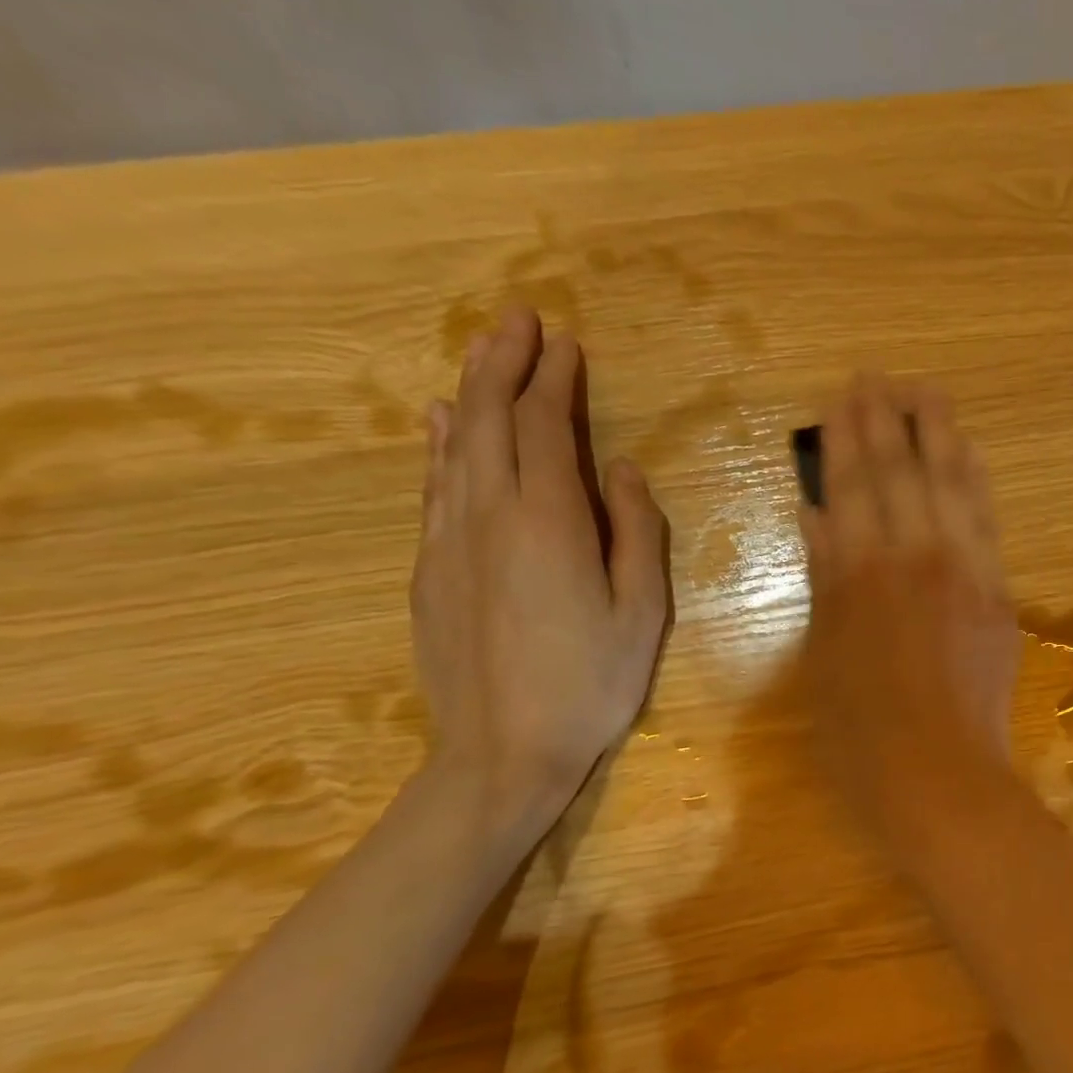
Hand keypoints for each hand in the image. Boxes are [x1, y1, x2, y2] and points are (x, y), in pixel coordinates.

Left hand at [411, 305, 667, 833]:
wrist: (502, 753)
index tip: (565, 343)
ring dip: (469, 392)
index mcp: (549, 523)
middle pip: (490, 420)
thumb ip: (636, 533)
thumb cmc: (590, 684)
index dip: (554, 381)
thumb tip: (623, 471)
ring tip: (482, 351)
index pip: (547, 429)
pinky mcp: (429, 570)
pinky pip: (434, 487)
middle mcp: (490, 515)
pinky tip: (439, 424)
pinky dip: (439, 445)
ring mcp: (450, 541)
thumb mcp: (642, 613)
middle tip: (518, 319)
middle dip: (504, 363)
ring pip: (454, 446)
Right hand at [800, 375, 1019, 838]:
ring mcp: (964, 571)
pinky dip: (975, 481)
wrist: (942, 776)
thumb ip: (823, 576)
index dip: (846, 437)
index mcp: (860, 573)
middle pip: (902, 472)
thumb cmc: (861, 730)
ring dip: (939, 433)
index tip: (843, 396)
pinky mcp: (998, 592)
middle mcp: (915, 557)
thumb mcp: (822, 654)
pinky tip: (968, 454)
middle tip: (881, 376)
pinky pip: (987, 521)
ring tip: (928, 393)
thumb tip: (816, 514)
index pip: (852, 486)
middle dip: (889, 419)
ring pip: (952, 485)